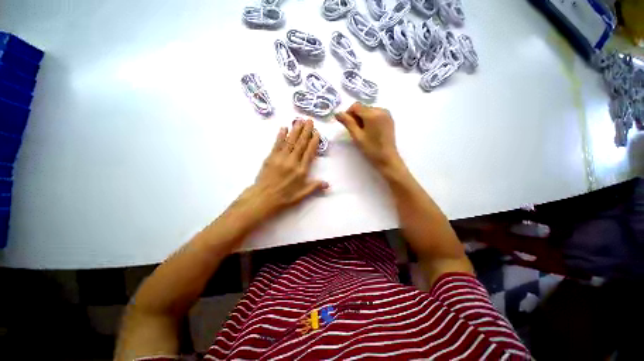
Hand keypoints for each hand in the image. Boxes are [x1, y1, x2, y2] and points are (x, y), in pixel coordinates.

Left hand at [233, 119, 327, 222]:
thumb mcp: (302, 194)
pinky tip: (284, 128)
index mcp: (302, 170)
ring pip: (290, 141)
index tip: (317, 133)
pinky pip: (277, 144)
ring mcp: (281, 158)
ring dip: (295, 130)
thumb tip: (328, 184)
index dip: (314, 142)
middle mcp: (293, 161)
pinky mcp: (271, 157)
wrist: (264, 198)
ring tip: (299, 120)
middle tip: (309, 120)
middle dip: (306, 131)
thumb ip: (315, 187)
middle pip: (300, 144)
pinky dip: (281, 135)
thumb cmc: (285, 197)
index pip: (309, 152)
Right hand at [335, 102, 401, 170]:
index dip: (348, 114)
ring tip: (363, 132)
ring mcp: (386, 114)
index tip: (347, 125)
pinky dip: (370, 120)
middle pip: (363, 108)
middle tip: (356, 131)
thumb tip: (337, 113)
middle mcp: (381, 109)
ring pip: (369, 111)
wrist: (387, 158)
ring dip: (363, 118)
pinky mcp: (389, 119)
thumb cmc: (371, 148)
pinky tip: (370, 131)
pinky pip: (376, 114)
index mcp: (372, 114)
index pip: (355, 106)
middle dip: (356, 117)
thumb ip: (347, 122)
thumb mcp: (357, 136)